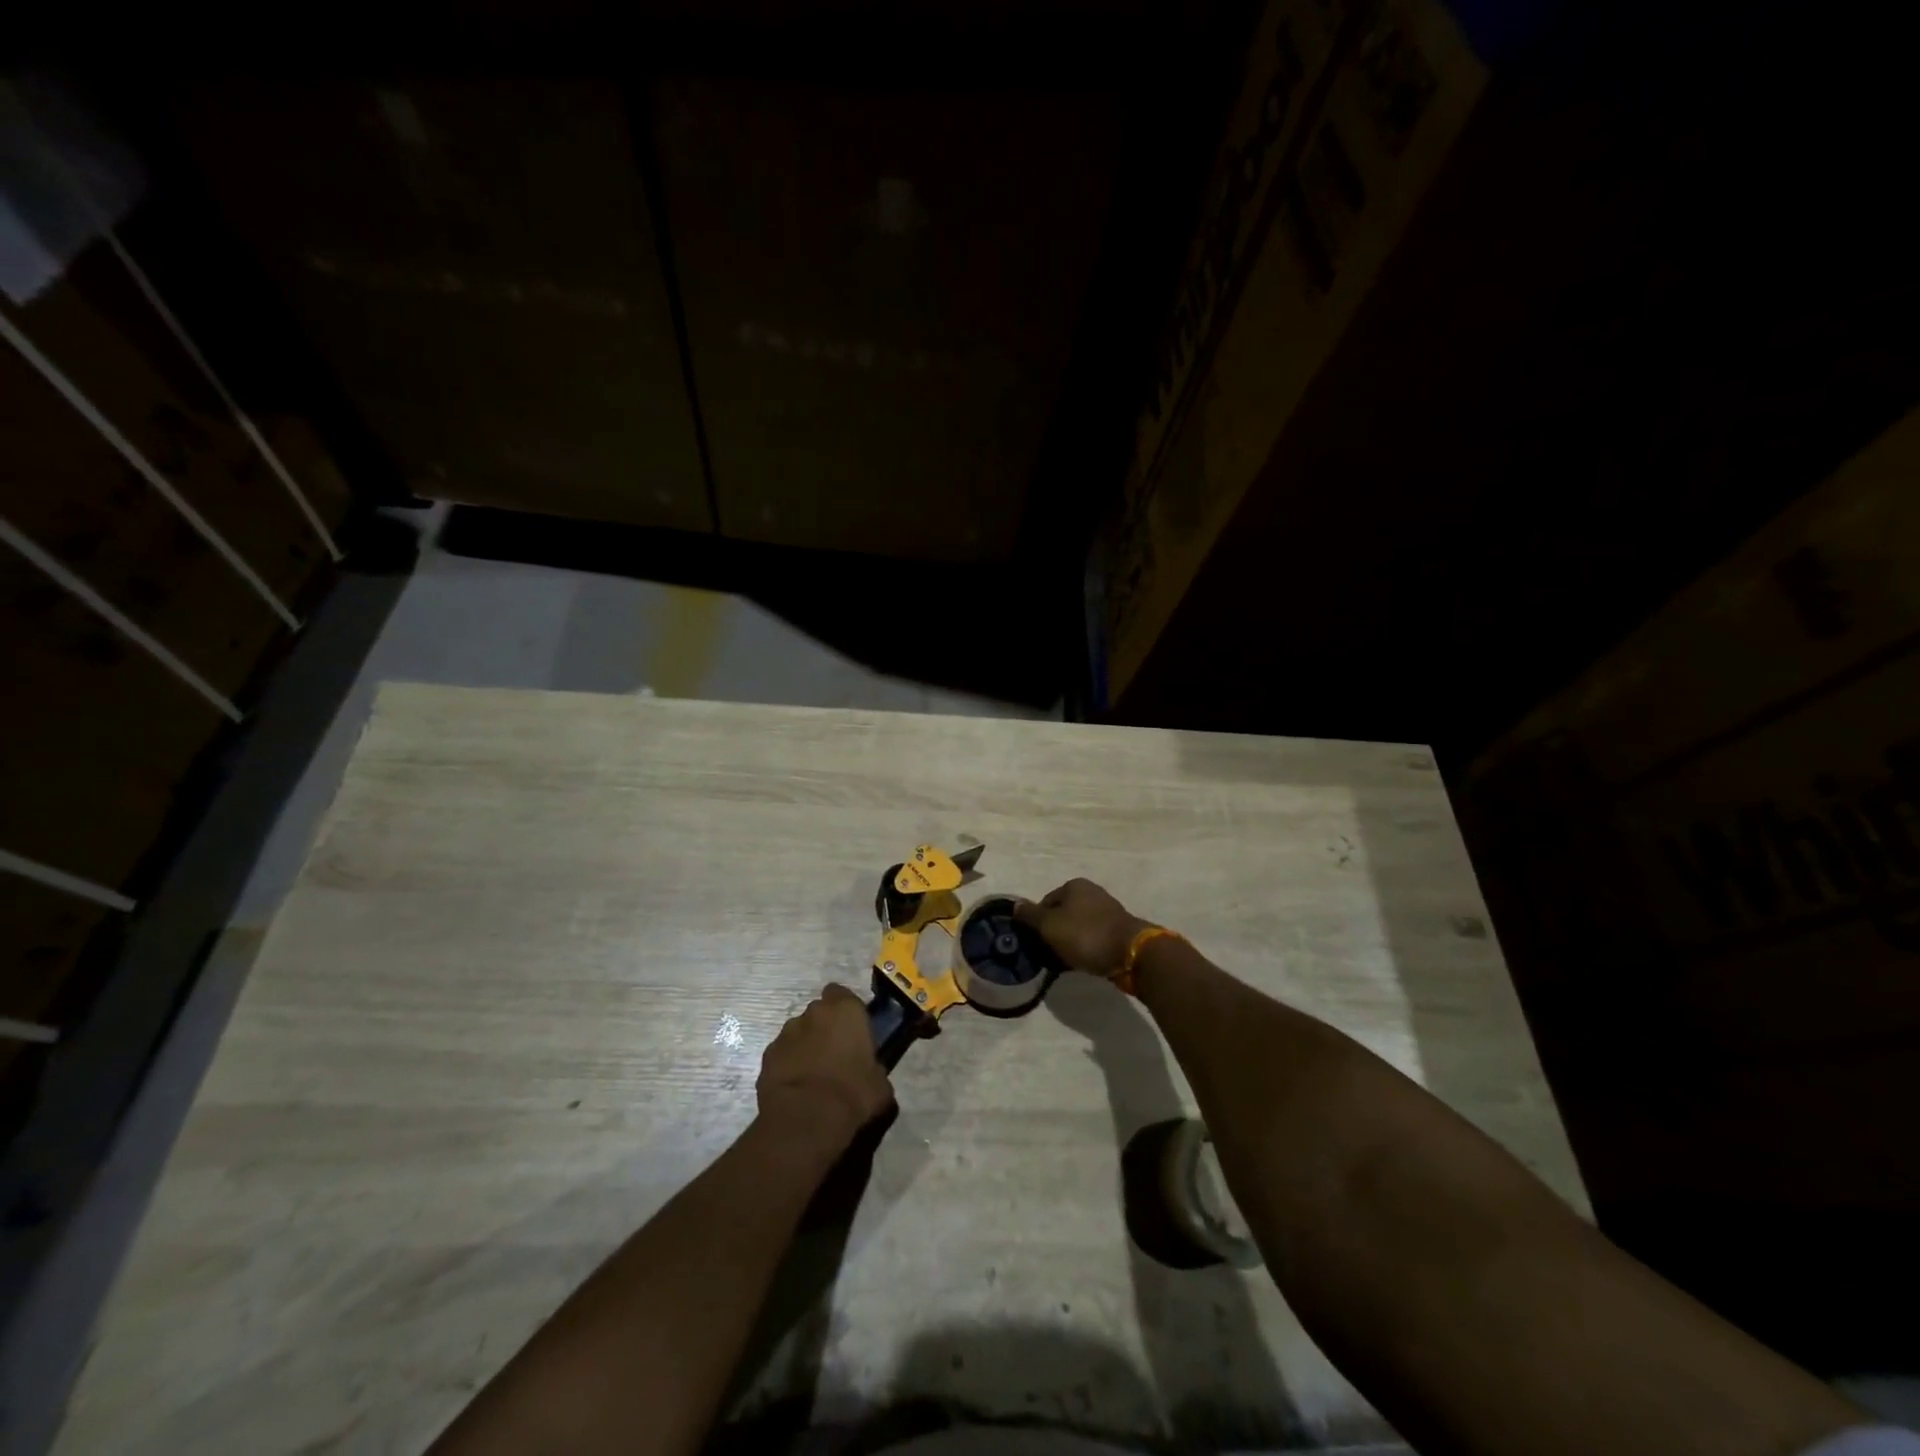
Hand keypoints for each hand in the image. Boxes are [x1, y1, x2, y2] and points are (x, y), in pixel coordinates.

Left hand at [757, 984, 894, 1146]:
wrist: (806, 1120)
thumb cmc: (853, 1094)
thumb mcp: (880, 1083)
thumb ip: (875, 1068)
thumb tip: (872, 1073)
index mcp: (846, 1010)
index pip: (842, 993)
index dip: (846, 1009)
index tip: (852, 1028)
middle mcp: (814, 1012)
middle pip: (819, 1012)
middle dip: (825, 1027)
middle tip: (835, 1053)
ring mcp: (786, 1032)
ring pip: (798, 1031)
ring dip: (805, 1045)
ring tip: (813, 1073)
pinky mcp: (767, 1055)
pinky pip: (782, 1053)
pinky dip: (788, 1063)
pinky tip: (796, 1086)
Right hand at [1014, 878, 1151, 979]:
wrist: (1131, 953)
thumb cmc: (1085, 935)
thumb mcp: (1050, 926)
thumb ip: (1030, 915)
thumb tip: (1015, 904)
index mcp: (1074, 885)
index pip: (1045, 902)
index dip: (1037, 922)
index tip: (1036, 942)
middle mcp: (1091, 892)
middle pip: (1062, 914)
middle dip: (1054, 932)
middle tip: (1049, 953)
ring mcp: (1107, 910)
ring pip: (1078, 926)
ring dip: (1070, 941)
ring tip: (1065, 960)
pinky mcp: (1118, 929)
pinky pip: (1093, 937)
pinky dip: (1085, 947)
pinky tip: (1083, 960)